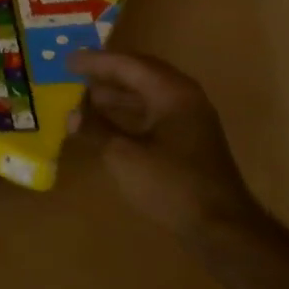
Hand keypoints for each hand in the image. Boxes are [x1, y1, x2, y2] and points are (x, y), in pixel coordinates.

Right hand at [71, 50, 258, 236]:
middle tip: (77, 72)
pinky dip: (130, 112)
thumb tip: (71, 115)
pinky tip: (110, 123)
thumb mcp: (125, 157)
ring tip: (86, 96)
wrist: (221, 227)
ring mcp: (190, 118)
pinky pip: (155, 112)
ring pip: (148, 93)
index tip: (67, 60)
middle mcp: (184, 97)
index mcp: (171, 92)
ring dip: (118, 93)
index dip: (96, 62)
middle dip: (108, 72)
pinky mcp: (190, 139)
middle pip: (141, 73)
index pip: (128, 65)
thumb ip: (97, 130)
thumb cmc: (172, 185)